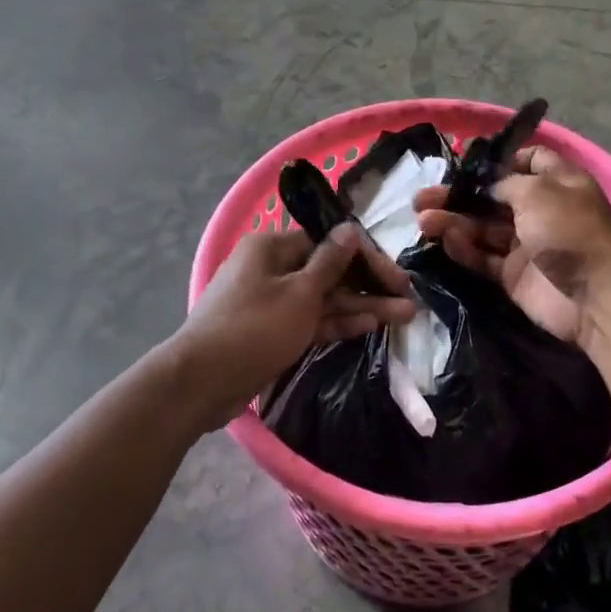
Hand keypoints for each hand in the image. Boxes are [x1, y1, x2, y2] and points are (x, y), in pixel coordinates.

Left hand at [173, 224, 415, 423]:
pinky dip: (339, 322)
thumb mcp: (299, 293)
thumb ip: (330, 263)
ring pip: (325, 298)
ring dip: (361, 305)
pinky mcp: (275, 331)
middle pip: (330, 271)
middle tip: (408, 299)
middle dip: (369, 285)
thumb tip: (350, 229)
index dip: (367, 257)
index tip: (397, 276)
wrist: (202, 382)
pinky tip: (372, 324)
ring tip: (405, 314)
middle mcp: (273, 268)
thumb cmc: (254, 328)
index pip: (330, 242)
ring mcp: (273, 301)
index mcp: (273, 247)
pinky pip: (312, 320)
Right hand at [415, 147, 610, 348]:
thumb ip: (505, 184)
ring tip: (423, 221)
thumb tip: (485, 187)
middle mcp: (541, 210)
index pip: (527, 161)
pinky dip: (464, 249)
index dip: (498, 160)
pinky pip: (483, 257)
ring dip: (453, 222)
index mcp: (556, 183)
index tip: (467, 164)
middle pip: (492, 198)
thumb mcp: (538, 192)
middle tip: (422, 198)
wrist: (594, 296)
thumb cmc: (569, 231)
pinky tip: (445, 241)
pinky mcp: (513, 275)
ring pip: (482, 228)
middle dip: (458, 195)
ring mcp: (526, 244)